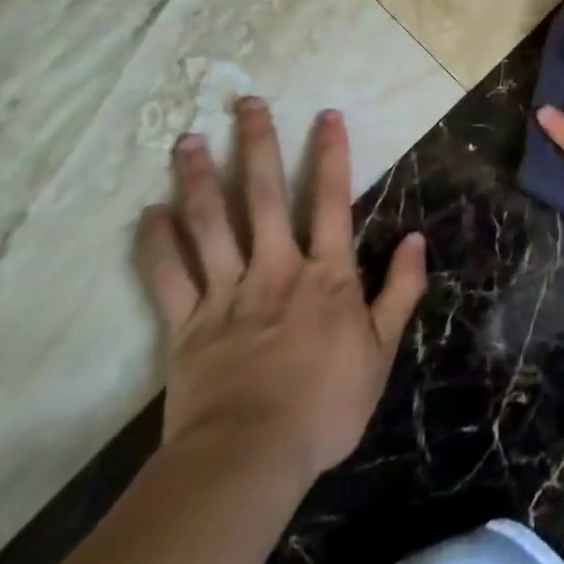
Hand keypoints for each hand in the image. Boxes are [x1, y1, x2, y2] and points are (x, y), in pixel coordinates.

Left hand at [136, 99, 426, 492]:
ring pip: (211, 224)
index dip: (331, 155)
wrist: (250, 459)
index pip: (333, 200)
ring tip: (188, 141)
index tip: (326, 115)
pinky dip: (156, 244)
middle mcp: (276, 268)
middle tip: (246, 103)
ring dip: (200, 179)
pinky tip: (148, 213)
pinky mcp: (186, 325)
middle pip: (266, 196)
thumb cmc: (325, 406)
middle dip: (258, 145)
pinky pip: (168, 277)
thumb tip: (415, 239)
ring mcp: (228, 293)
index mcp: (326, 274)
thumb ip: (400, 291)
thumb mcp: (381, 352)